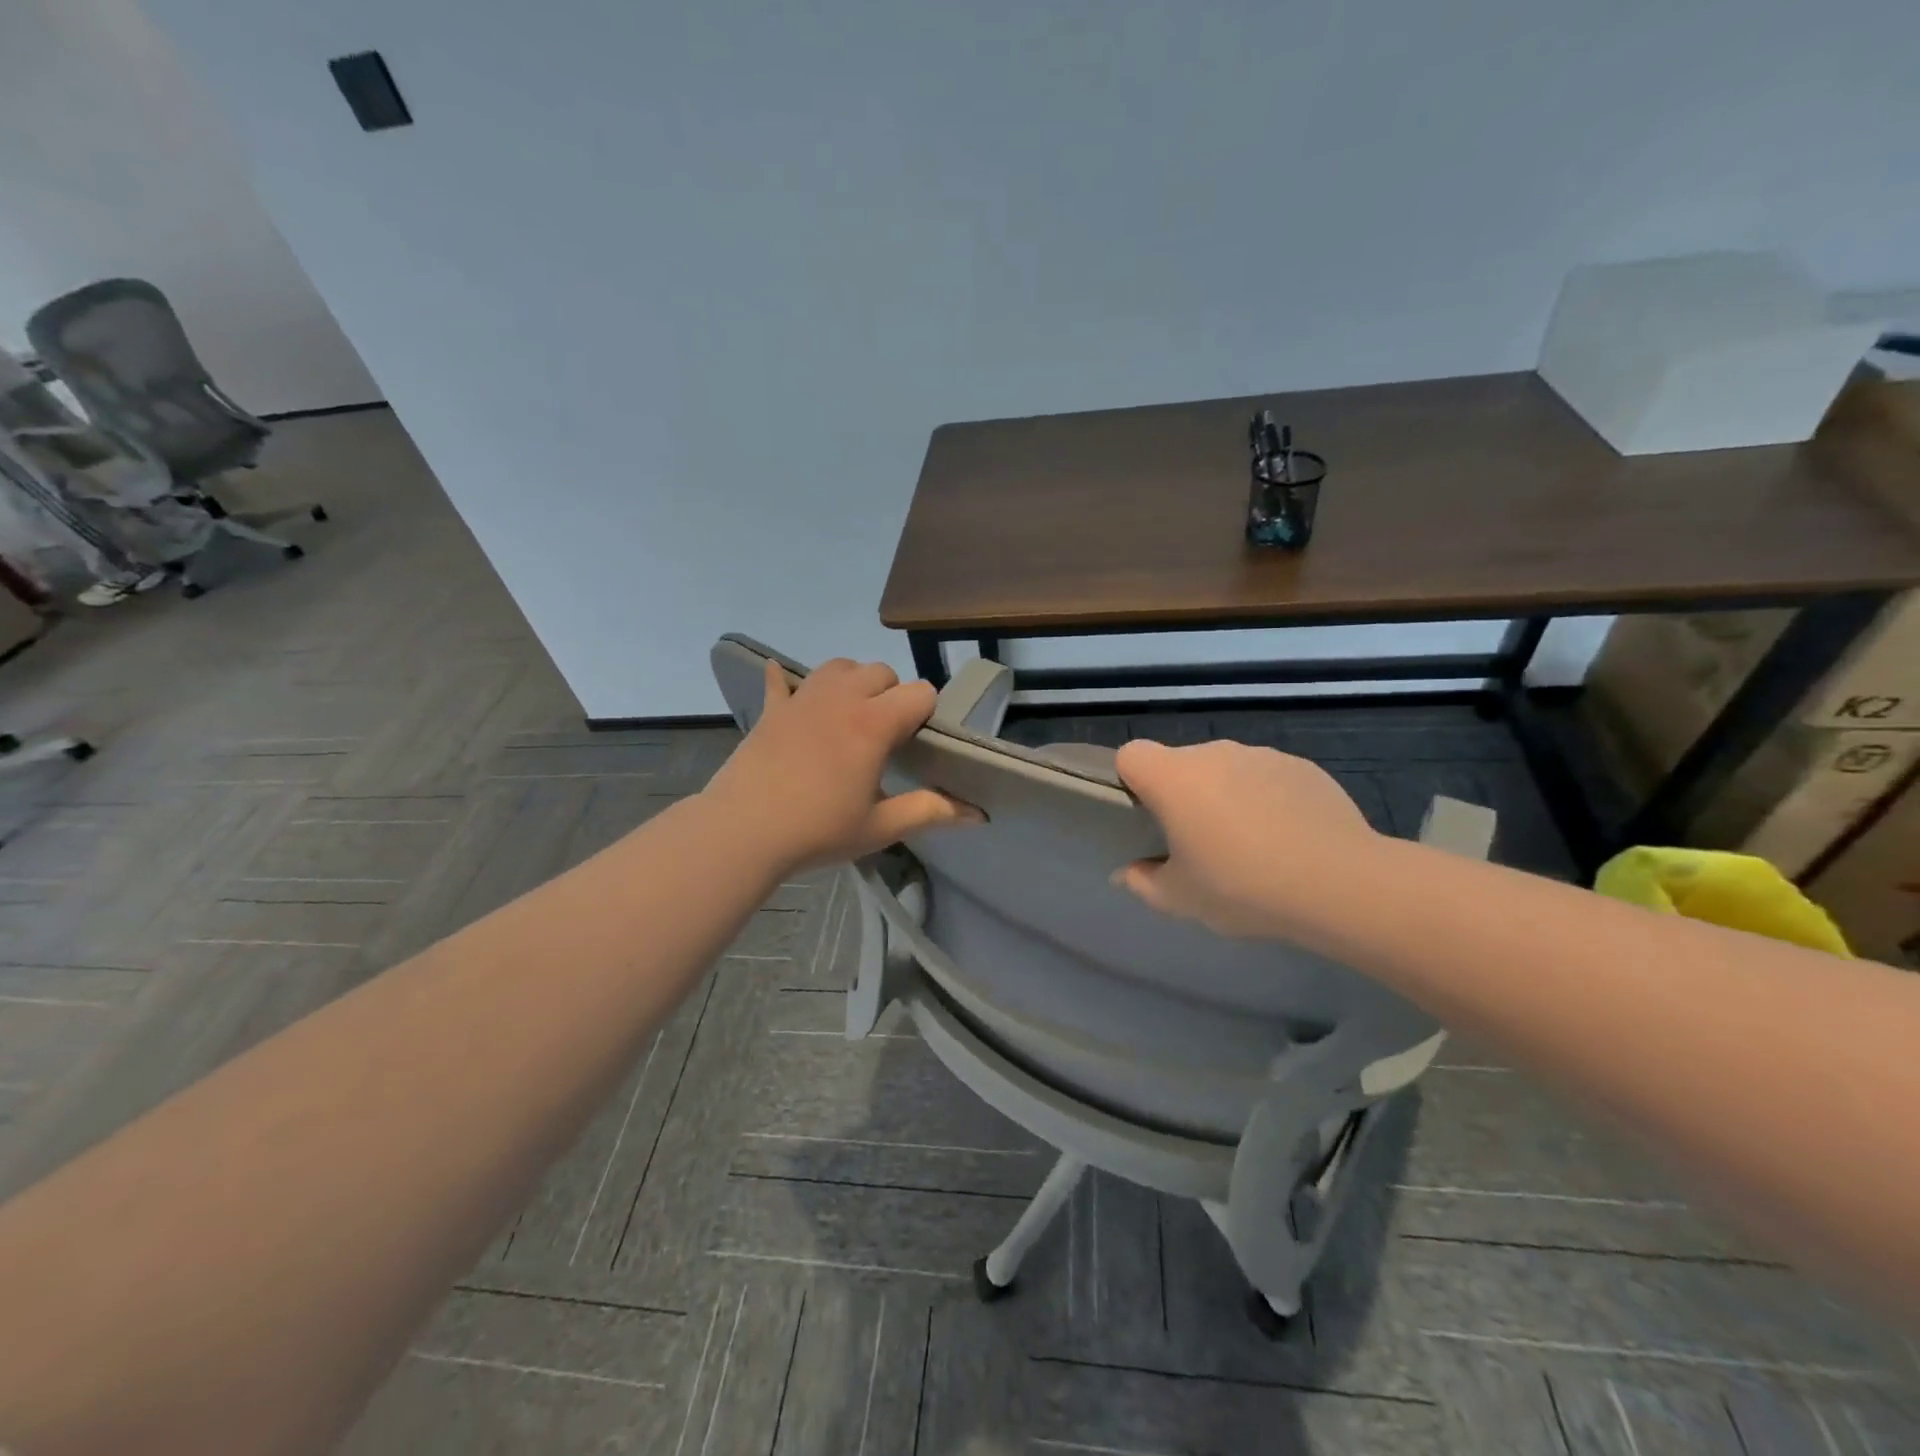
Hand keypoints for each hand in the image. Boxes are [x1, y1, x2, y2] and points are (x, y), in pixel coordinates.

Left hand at [704, 658, 980, 872]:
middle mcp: (842, 699)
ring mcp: (803, 699)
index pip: (920, 692)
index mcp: (874, 724)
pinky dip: (790, 682)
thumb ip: (930, 812)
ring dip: (852, 682)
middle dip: (892, 695)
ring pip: (839, 666)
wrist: (742, 832)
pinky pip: (782, 680)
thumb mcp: (880, 827)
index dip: (927, 713)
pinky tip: (790, 689)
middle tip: (885, 736)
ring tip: (850, 715)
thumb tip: (979, 815)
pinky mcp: (772, 710)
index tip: (919, 743)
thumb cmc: (817, 831)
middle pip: (881, 672)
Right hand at [1113, 738, 1379, 938]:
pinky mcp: (1301, 765)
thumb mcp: (1181, 899)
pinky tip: (1287, 838)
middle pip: (1179, 763)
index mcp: (1174, 778)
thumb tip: (1128, 873)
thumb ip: (1143, 882)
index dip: (1131, 781)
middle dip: (1181, 795)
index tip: (1146, 818)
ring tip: (1250, 844)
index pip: (1131, 754)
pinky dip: (1266, 799)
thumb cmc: (1242, 887)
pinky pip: (1266, 777)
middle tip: (1198, 843)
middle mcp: (1213, 753)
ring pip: (1225, 769)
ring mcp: (1260, 755)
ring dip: (1225, 796)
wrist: (1340, 883)